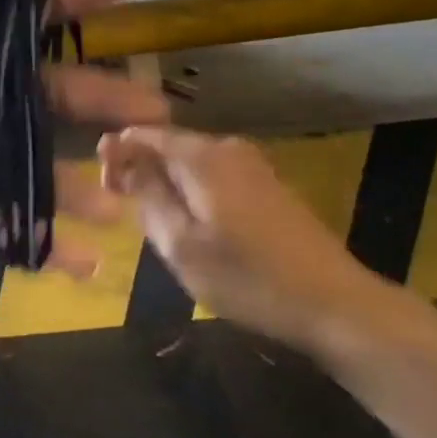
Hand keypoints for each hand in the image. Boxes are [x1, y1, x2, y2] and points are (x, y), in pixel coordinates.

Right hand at [98, 127, 383, 349]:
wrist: (334, 303)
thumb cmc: (248, 278)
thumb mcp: (181, 245)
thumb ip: (148, 196)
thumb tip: (122, 158)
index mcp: (202, 156)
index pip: (144, 134)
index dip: (117, 152)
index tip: (102, 184)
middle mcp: (227, 148)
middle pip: (170, 146)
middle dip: (142, 169)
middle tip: (125, 209)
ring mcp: (253, 165)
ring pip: (192, 163)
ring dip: (168, 184)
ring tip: (157, 224)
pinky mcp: (269, 186)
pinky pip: (215, 176)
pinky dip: (194, 192)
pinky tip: (195, 226)